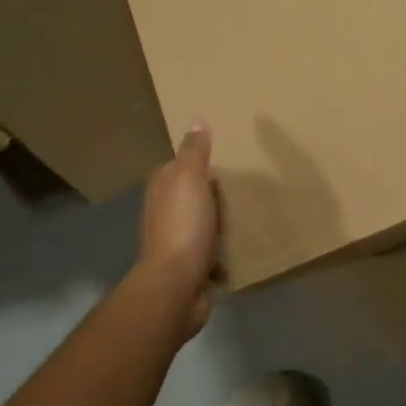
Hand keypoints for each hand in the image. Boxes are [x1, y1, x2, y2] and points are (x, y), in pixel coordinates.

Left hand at [138, 123, 220, 337]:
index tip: (221, 159)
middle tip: (239, 186)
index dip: (195, 162)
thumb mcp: (191, 180)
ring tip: (244, 215)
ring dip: (215, 223)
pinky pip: (208, 254)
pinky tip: (238, 249)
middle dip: (208, 192)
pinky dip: (220, 253)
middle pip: (187, 196)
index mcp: (161, 189)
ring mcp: (174, 242)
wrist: (176, 285)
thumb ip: (194, 152)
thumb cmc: (183, 226)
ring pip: (198, 224)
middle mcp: (162, 213)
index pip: (175, 167)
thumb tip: (196, 120)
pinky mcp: (188, 268)